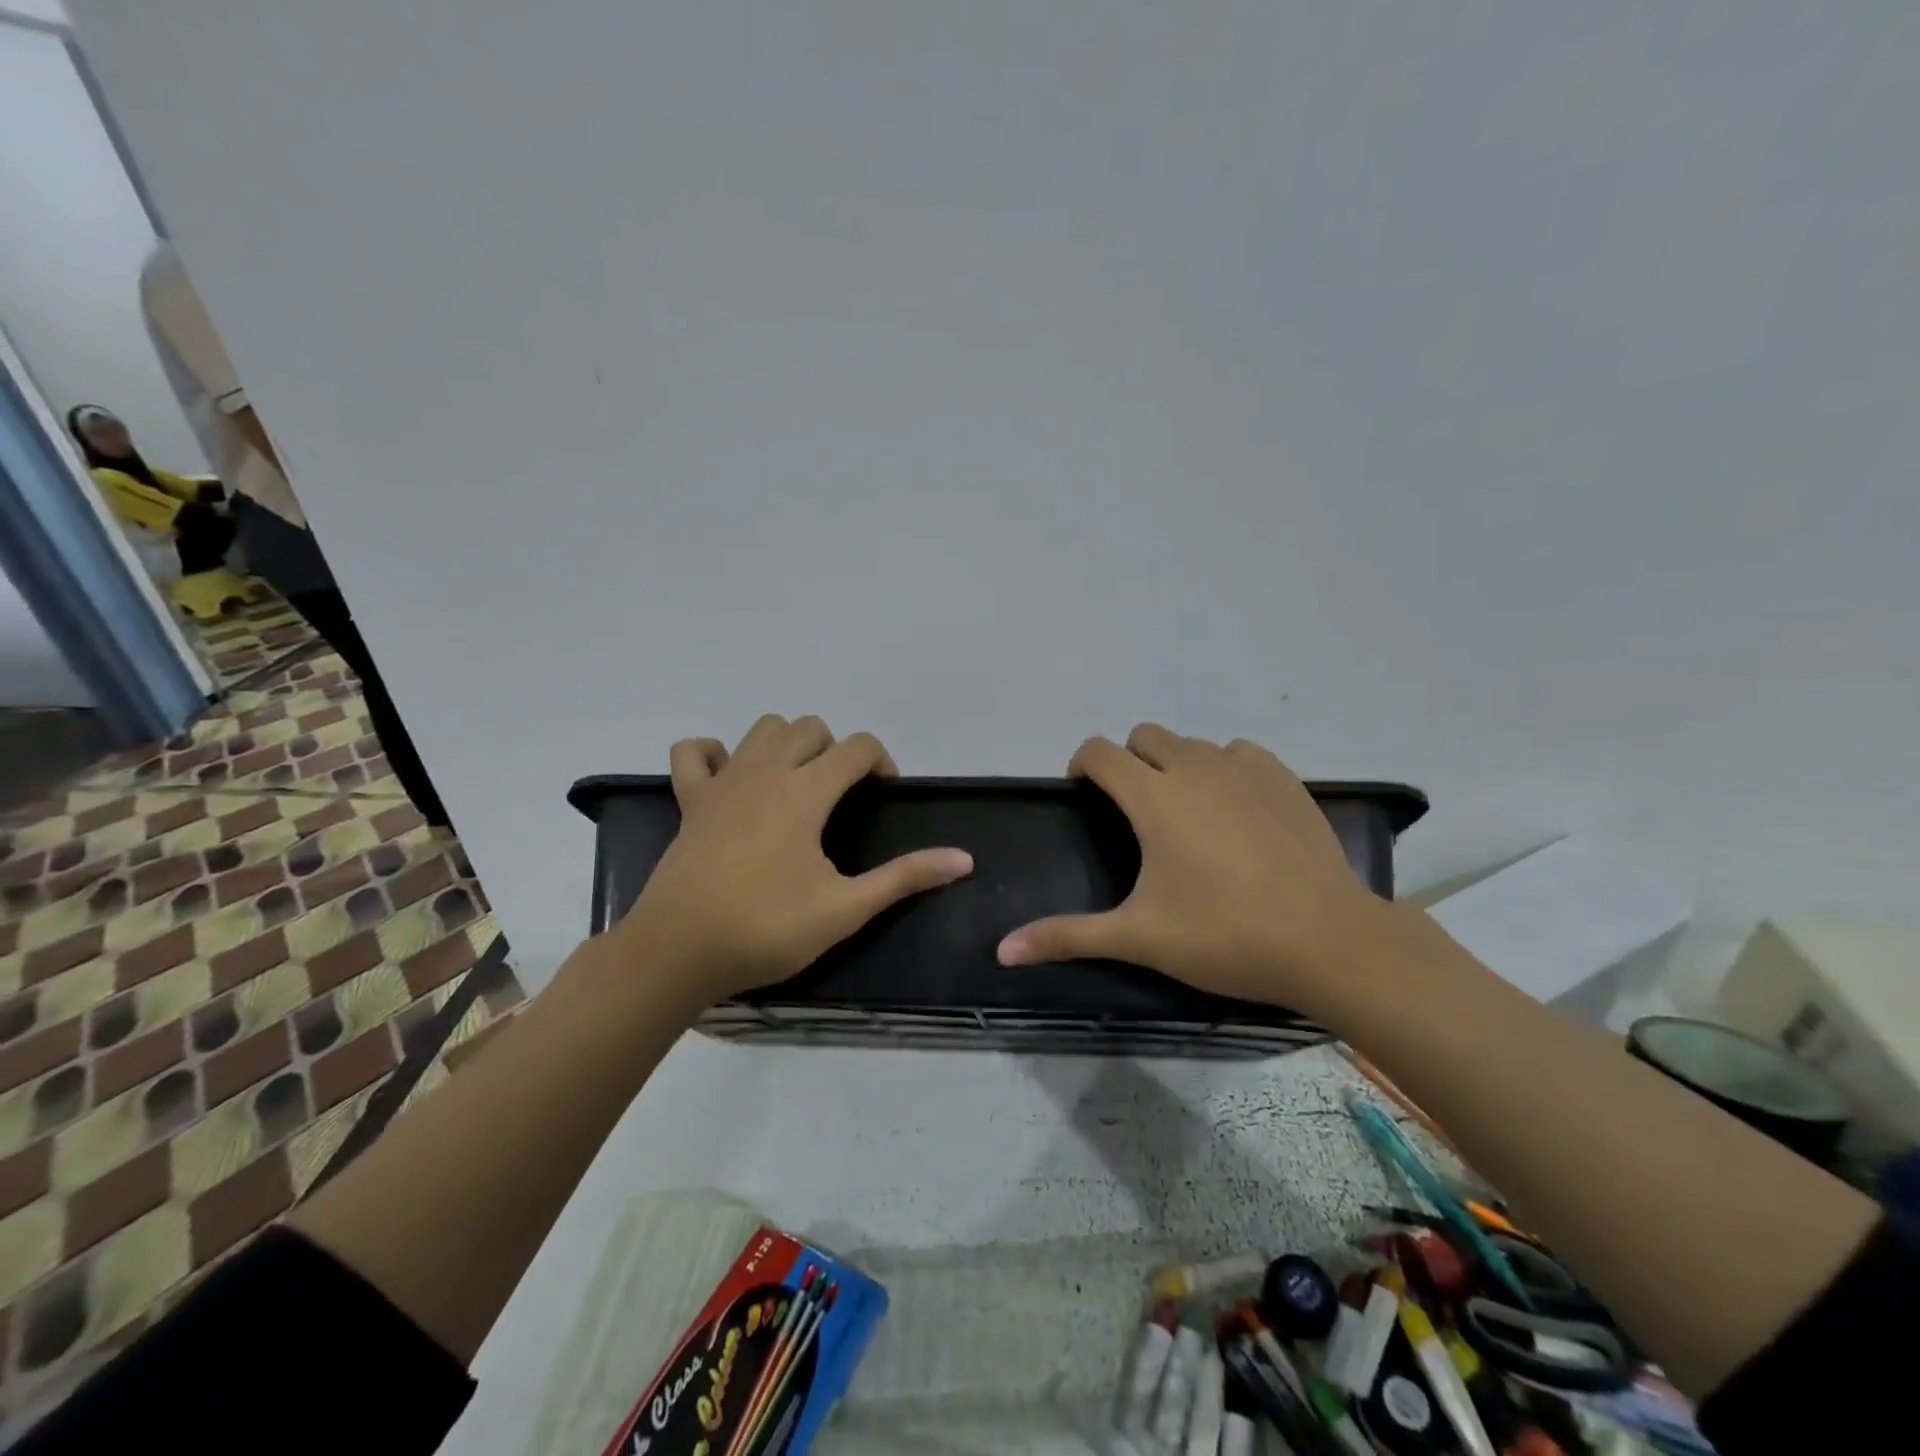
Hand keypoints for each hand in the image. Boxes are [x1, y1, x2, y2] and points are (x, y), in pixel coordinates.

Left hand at [618, 715, 972, 1004]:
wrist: (677, 953)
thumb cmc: (766, 929)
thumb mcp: (845, 908)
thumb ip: (904, 878)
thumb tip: (964, 859)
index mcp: (805, 792)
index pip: (857, 747)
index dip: (881, 762)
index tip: (884, 796)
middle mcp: (765, 772)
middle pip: (810, 728)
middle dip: (836, 750)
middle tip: (841, 796)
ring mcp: (722, 782)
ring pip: (762, 728)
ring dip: (787, 743)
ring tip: (796, 783)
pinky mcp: (689, 801)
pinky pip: (694, 753)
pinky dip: (713, 753)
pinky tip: (729, 777)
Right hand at [996, 724, 1390, 1012]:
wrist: (1329, 941)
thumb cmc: (1224, 935)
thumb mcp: (1139, 937)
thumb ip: (1067, 937)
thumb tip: (1003, 950)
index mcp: (1153, 797)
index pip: (1099, 751)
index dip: (1082, 766)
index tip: (1084, 796)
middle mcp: (1194, 768)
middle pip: (1144, 737)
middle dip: (1128, 762)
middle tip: (1135, 813)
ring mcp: (1244, 769)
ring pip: (1192, 744)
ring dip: (1176, 765)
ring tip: (1187, 814)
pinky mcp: (1285, 780)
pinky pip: (1240, 754)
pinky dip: (1226, 770)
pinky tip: (1236, 811)